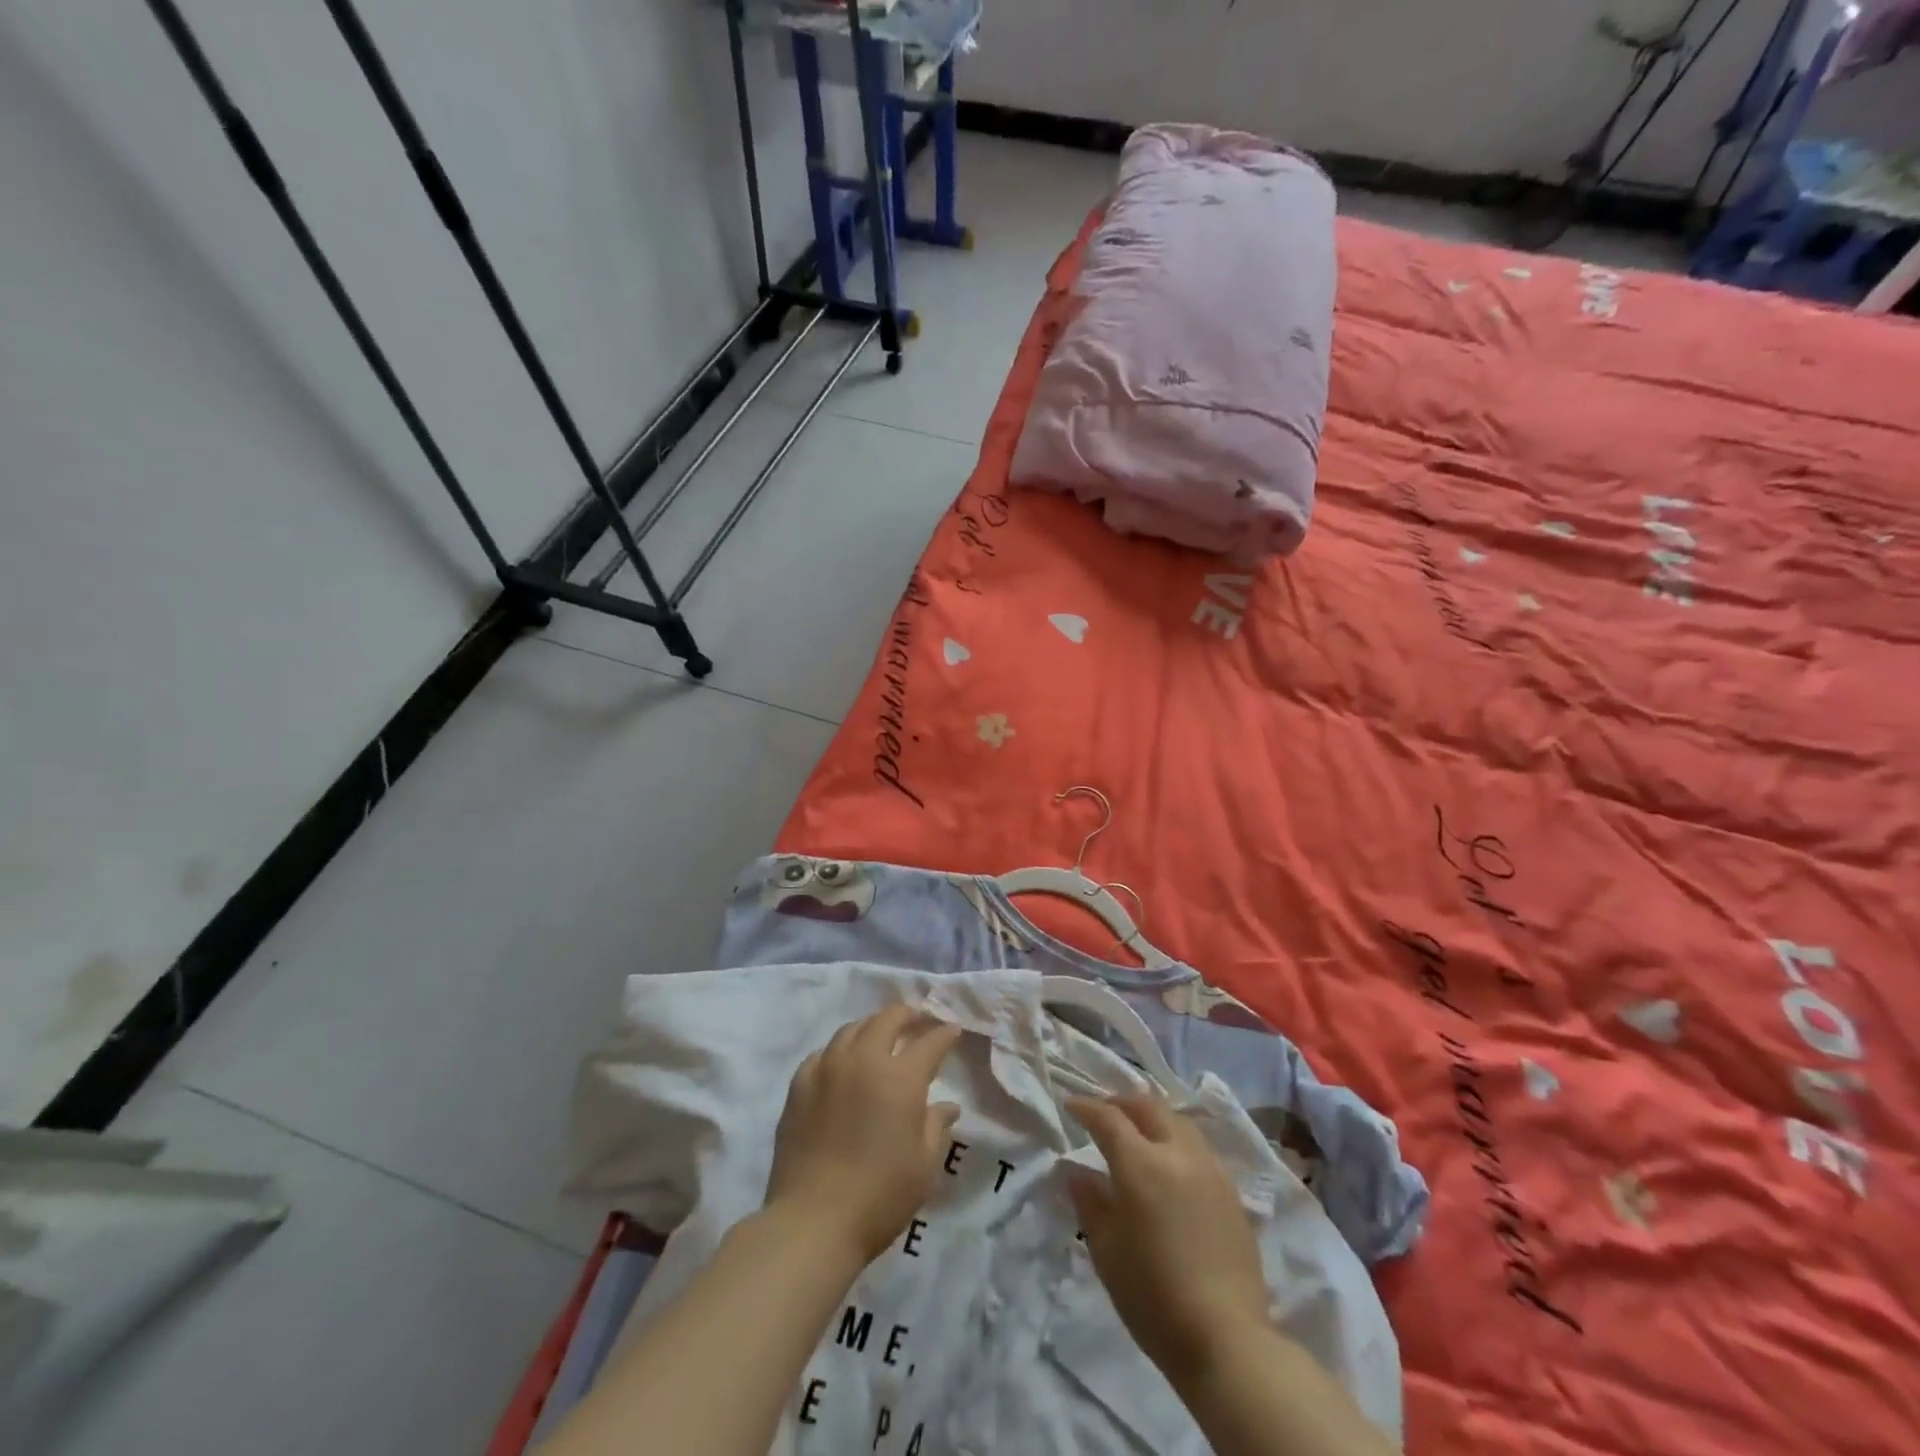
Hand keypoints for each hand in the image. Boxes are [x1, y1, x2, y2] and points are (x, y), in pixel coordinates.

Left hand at [765, 1005, 962, 1265]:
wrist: (812, 1221)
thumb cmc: (880, 1196)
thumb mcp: (924, 1166)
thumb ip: (937, 1126)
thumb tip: (948, 1105)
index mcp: (900, 1078)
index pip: (929, 1043)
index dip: (944, 1034)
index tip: (953, 1030)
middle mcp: (864, 1060)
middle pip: (888, 1019)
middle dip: (908, 1015)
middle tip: (917, 1020)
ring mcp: (828, 1068)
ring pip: (853, 1029)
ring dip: (872, 1026)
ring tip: (881, 1035)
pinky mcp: (800, 1084)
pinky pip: (824, 1053)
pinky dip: (840, 1050)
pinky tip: (843, 1064)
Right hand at [1066, 1095, 1271, 1389]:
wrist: (1227, 1340)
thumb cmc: (1154, 1298)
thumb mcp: (1106, 1252)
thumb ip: (1090, 1203)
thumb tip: (1078, 1172)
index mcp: (1141, 1164)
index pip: (1108, 1118)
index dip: (1086, 1107)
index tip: (1071, 1105)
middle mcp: (1177, 1154)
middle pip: (1149, 1107)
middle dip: (1122, 1102)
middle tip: (1104, 1112)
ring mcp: (1210, 1170)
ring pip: (1178, 1122)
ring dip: (1153, 1117)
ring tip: (1139, 1131)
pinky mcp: (1232, 1193)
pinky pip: (1199, 1148)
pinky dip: (1177, 1141)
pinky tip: (1171, 1165)